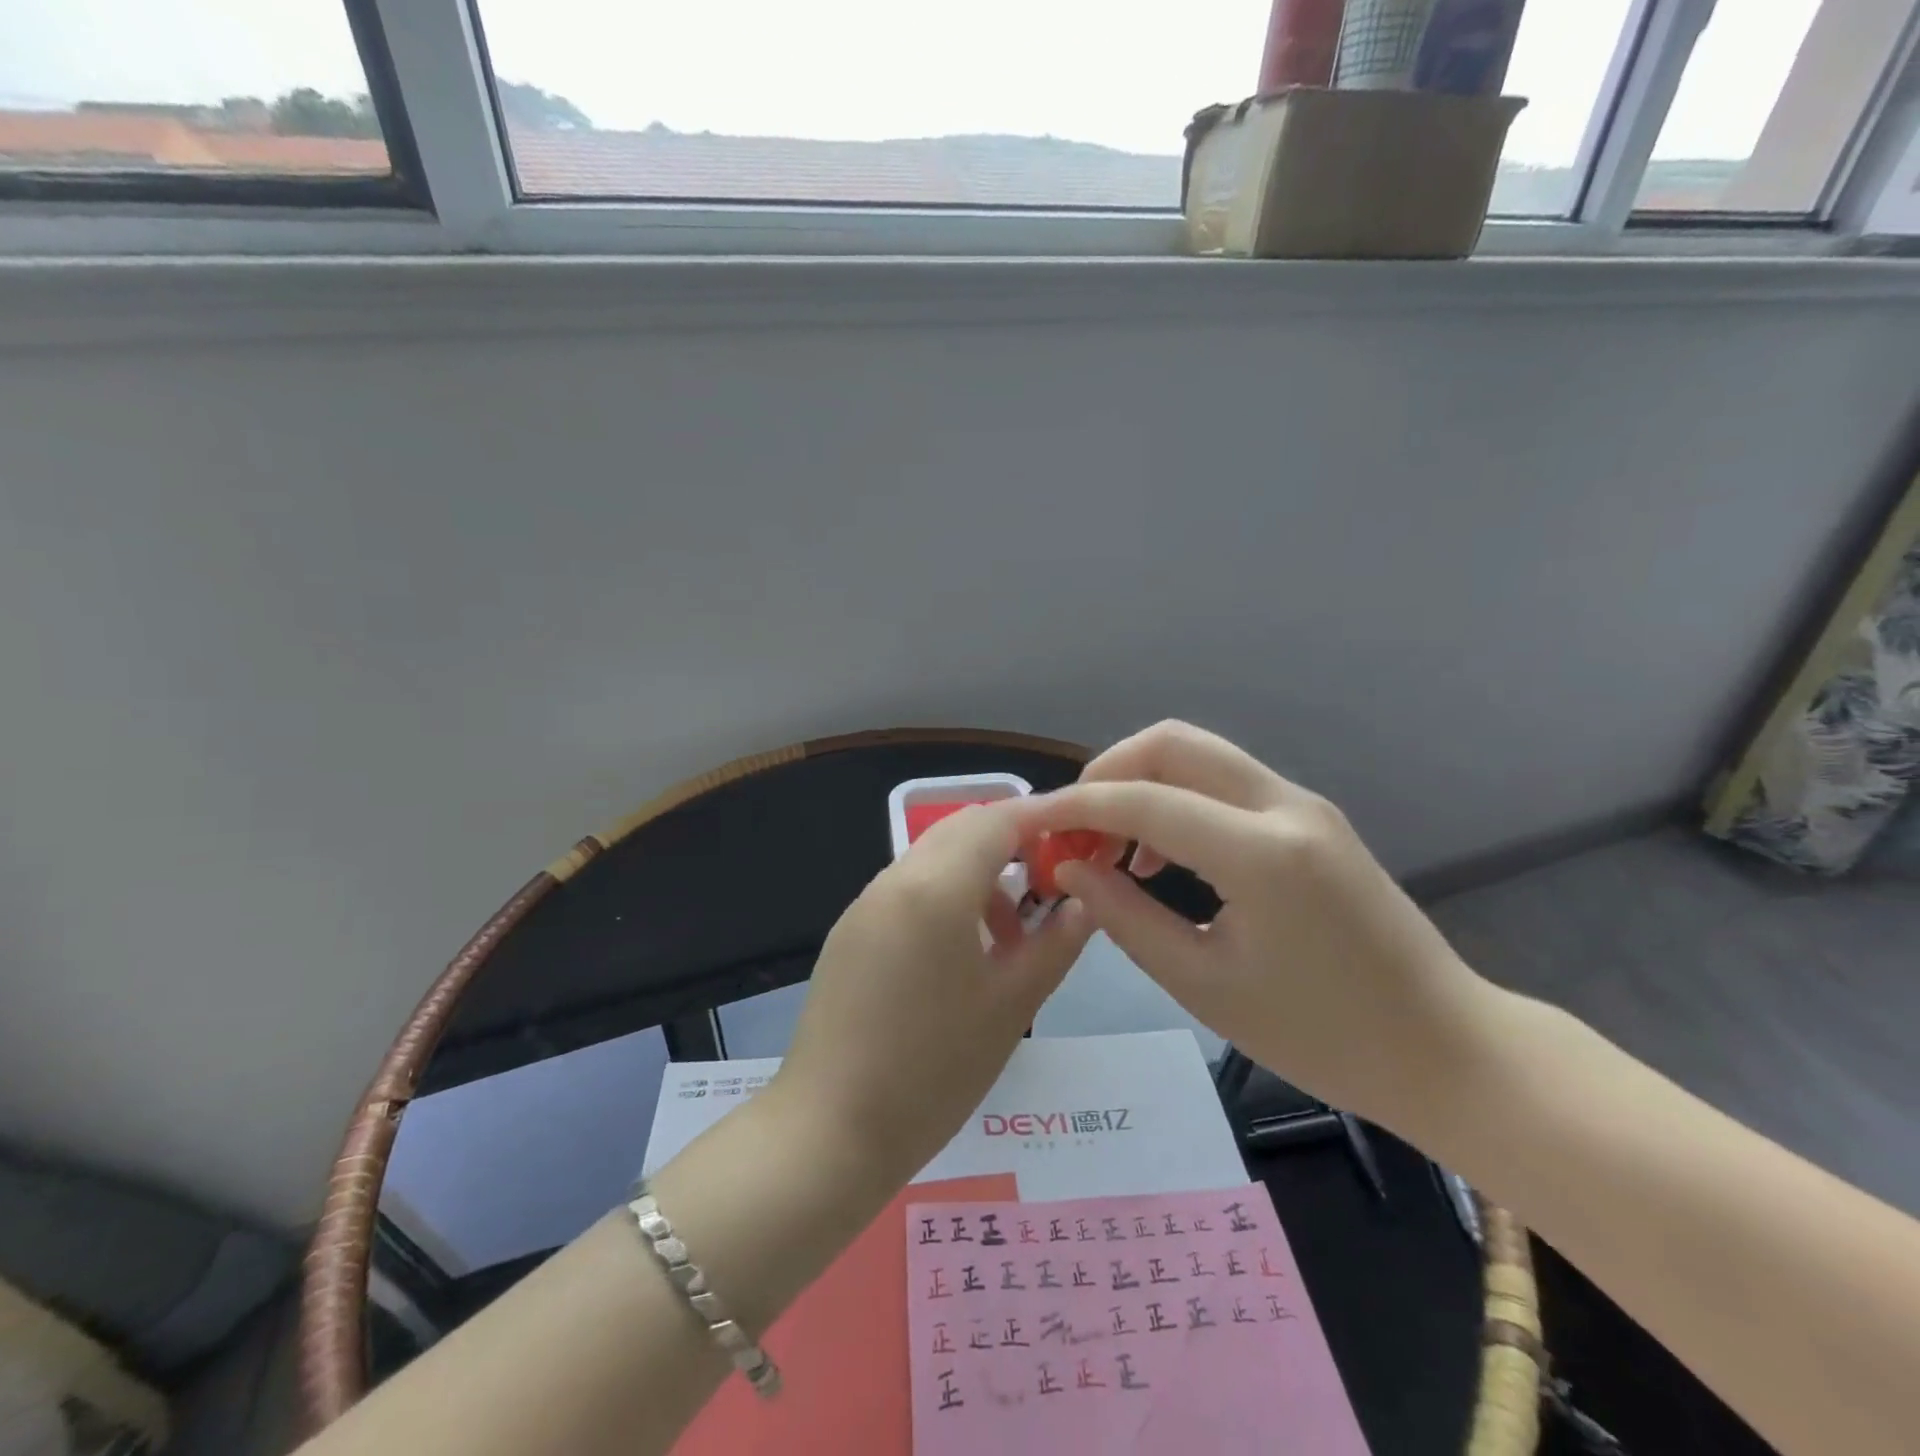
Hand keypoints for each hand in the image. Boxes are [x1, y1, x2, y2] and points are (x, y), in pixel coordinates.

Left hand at [772, 800, 1094, 1187]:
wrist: (830, 1130)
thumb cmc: (934, 1069)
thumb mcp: (1012, 1005)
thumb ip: (1055, 942)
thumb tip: (1085, 901)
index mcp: (936, 887)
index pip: (997, 819)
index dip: (1042, 819)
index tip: (1079, 838)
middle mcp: (895, 879)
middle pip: (962, 830)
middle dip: (1012, 843)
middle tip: (1051, 885)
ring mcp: (865, 904)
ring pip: (933, 858)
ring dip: (978, 873)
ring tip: (1009, 935)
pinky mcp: (850, 932)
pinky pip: (908, 889)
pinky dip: (946, 896)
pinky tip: (962, 954)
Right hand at [1018, 721, 1498, 1134]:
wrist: (1445, 1047)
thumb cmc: (1322, 1036)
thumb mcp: (1204, 986)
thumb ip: (1125, 917)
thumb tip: (1068, 869)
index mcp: (1262, 853)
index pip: (1144, 800)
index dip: (1077, 807)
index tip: (1031, 826)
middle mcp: (1284, 805)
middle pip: (1173, 742)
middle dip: (1108, 772)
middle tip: (1075, 827)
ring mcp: (1302, 804)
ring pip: (1199, 754)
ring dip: (1142, 783)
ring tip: (1111, 849)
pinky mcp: (1309, 817)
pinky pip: (1224, 783)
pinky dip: (1177, 799)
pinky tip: (1161, 856)